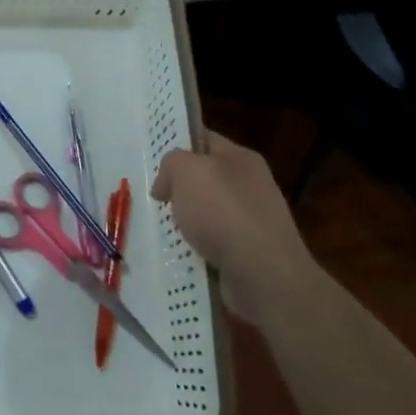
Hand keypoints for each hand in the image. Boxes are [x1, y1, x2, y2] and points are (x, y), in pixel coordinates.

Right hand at [151, 132, 311, 322]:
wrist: (263, 274)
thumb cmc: (224, 212)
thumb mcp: (187, 171)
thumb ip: (171, 163)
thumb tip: (166, 185)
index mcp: (241, 158)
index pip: (204, 140)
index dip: (178, 144)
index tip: (153, 159)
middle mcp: (250, 185)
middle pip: (204, 178)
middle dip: (178, 188)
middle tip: (154, 197)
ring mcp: (251, 221)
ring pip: (206, 213)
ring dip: (185, 222)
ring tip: (160, 229)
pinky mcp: (247, 253)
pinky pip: (212, 243)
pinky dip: (195, 248)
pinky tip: (180, 254)